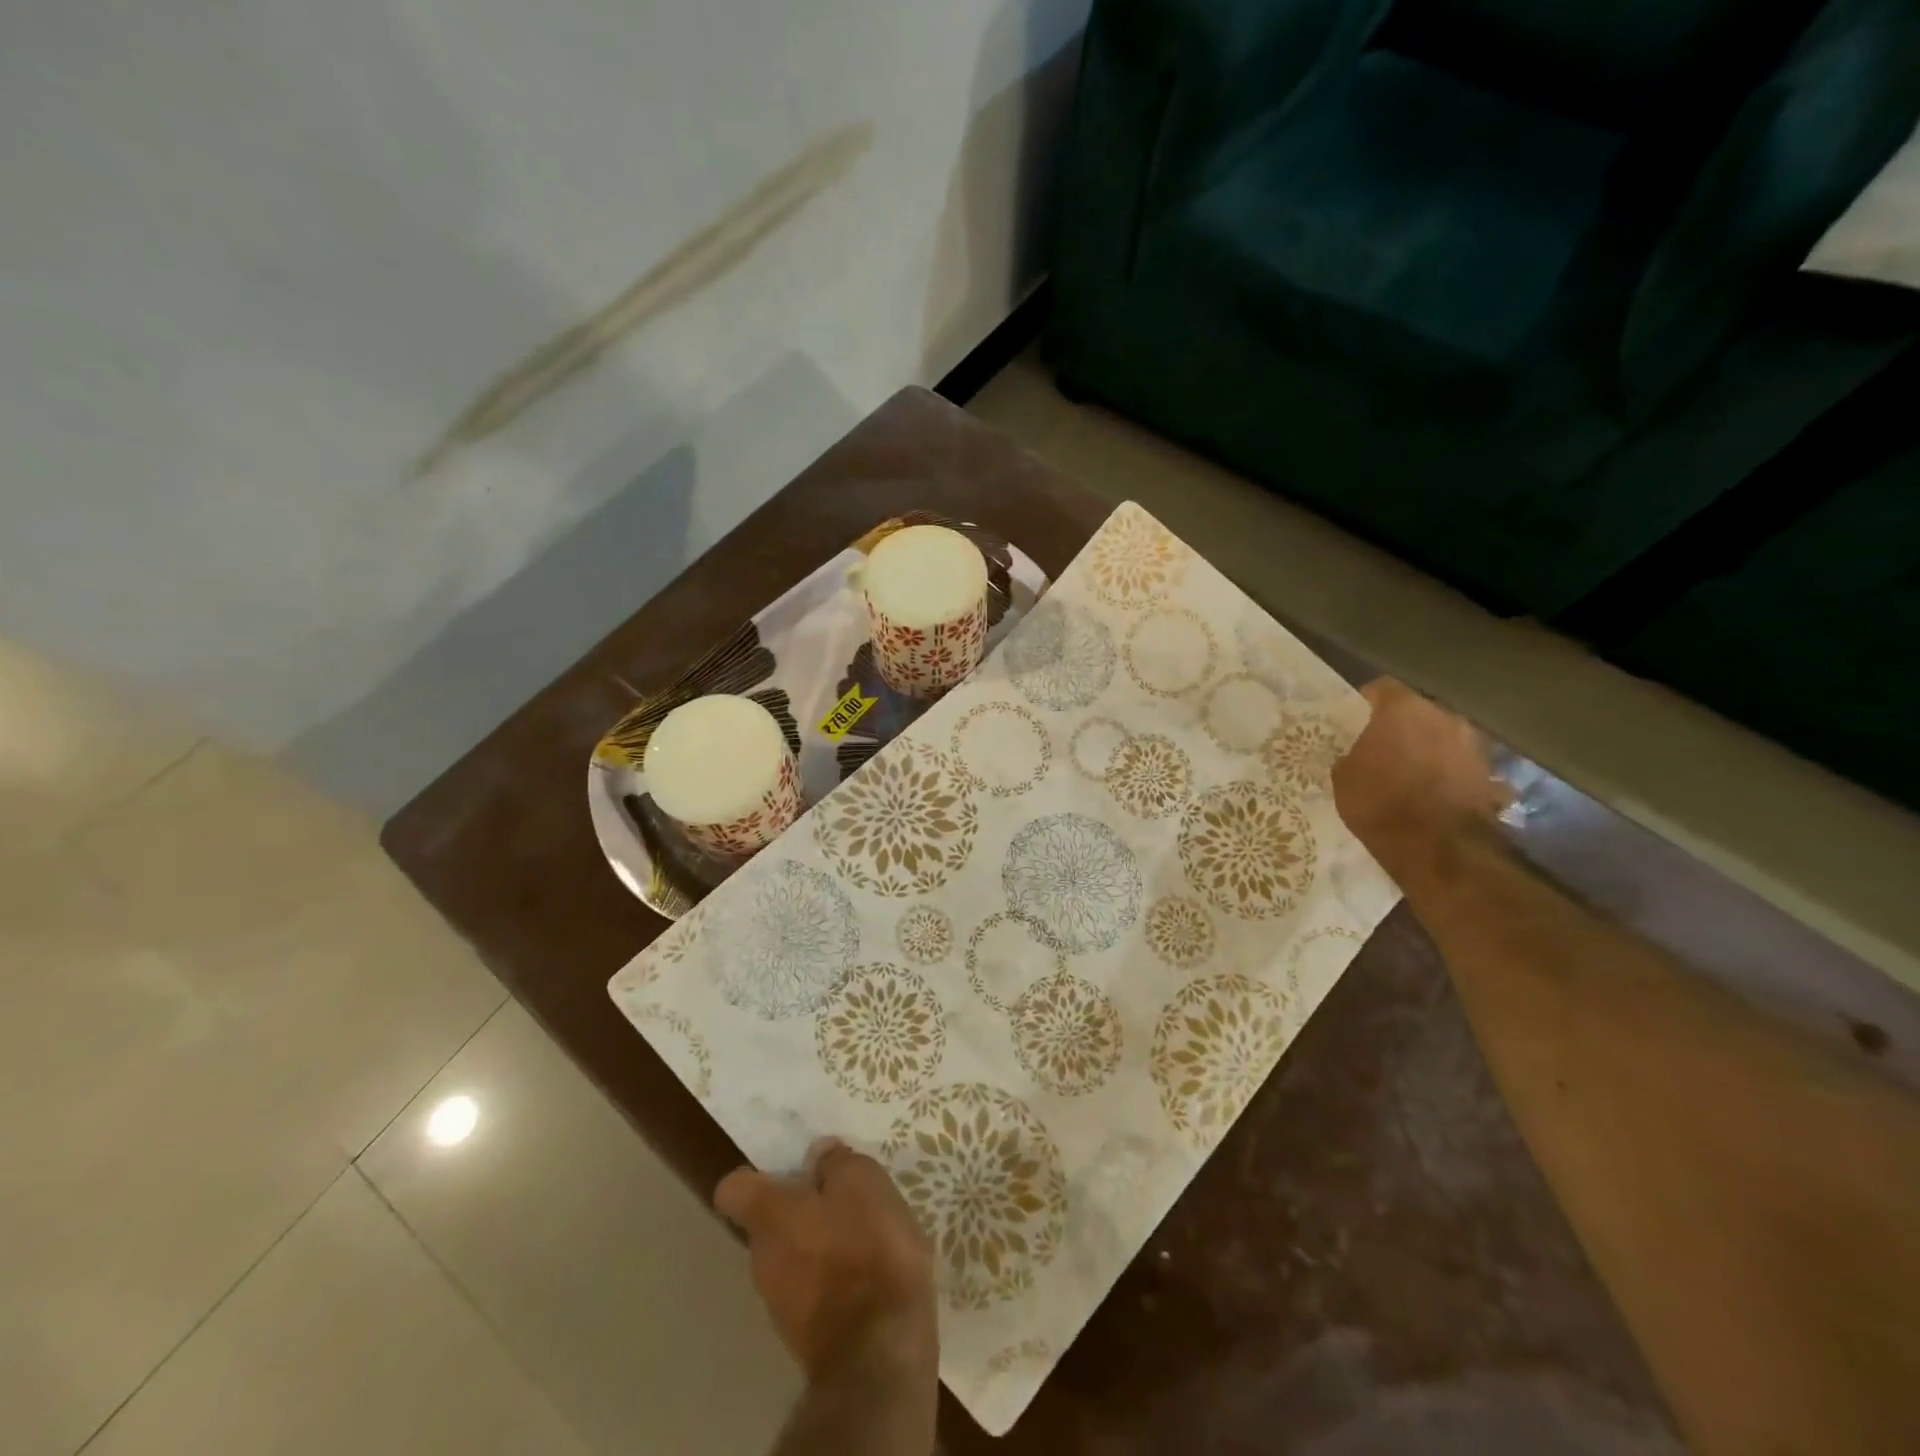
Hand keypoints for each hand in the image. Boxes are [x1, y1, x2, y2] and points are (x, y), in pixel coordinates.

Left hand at [715, 1138, 937, 1386]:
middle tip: (841, 1195)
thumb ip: (835, 1163)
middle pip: (769, 1223)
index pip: (733, 1189)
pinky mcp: (805, 1337)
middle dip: (800, 1208)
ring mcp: (780, 1304)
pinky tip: (870, 1272)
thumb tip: (817, 1155)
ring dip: (820, 1243)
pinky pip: (812, 1290)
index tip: (788, 1166)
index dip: (755, 1174)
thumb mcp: (863, 1183)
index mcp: (769, 1216)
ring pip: (792, 1257)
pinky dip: (834, 1278)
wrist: (879, 1354)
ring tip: (864, 1234)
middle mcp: (762, 1260)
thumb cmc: (867, 1250)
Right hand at [1332, 679, 1504, 886]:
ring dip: (1430, 748)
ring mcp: (1473, 745)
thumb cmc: (1379, 803)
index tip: (1357, 717)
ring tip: (1412, 771)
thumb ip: (1352, 756)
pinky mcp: (1490, 774)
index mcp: (1403, 710)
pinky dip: (1450, 773)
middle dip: (1403, 725)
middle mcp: (1444, 717)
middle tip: (1383, 745)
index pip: (1383, 688)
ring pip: (1444, 737)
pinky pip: (1461, 765)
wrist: (1437, 848)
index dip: (1368, 701)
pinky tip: (1436, 792)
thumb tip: (1358, 755)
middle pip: (1419, 711)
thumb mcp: (1344, 778)